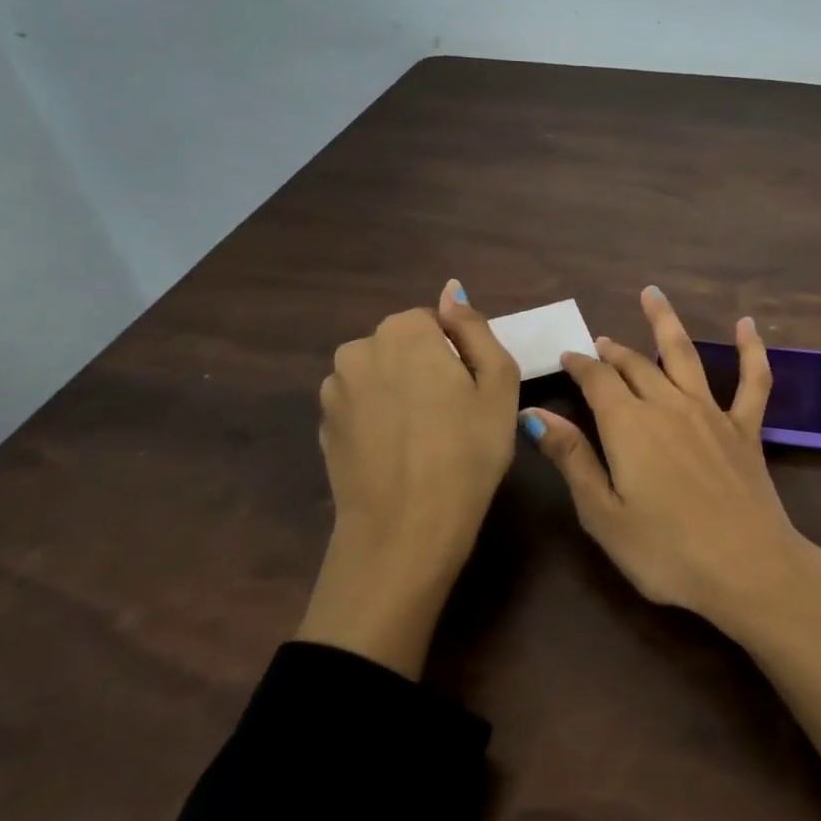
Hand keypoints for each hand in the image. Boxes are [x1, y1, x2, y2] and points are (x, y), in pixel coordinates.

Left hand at [297, 280, 519, 676]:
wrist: (405, 529)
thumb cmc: (467, 452)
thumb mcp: (498, 383)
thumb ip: (474, 328)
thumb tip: (452, 290)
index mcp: (403, 332)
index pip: (434, 323)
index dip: (457, 354)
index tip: (470, 392)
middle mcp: (358, 349)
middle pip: (402, 346)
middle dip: (425, 368)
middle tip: (454, 415)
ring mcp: (334, 390)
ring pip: (379, 374)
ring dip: (399, 391)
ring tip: (424, 438)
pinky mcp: (323, 426)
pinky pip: (360, 406)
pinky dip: (378, 419)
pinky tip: (398, 453)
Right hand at [524, 286, 814, 629]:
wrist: (747, 567)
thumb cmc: (666, 551)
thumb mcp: (603, 514)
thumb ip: (571, 458)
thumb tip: (533, 413)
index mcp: (628, 425)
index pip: (597, 381)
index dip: (580, 365)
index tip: (567, 357)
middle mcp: (668, 405)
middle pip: (635, 366)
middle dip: (613, 352)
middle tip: (601, 344)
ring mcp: (711, 413)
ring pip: (684, 355)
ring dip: (665, 322)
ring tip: (652, 294)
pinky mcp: (746, 428)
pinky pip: (753, 380)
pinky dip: (751, 349)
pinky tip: (747, 324)